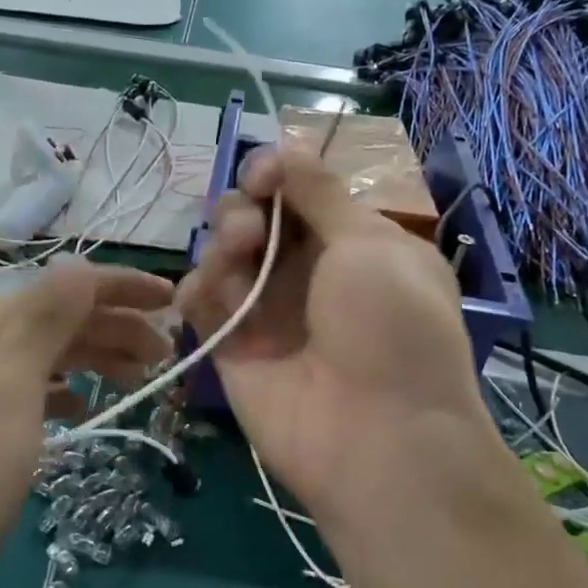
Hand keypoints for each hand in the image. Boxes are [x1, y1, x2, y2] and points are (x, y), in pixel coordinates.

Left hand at [0, 261, 172, 587]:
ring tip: (140, 377)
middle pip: (62, 319)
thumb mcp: (10, 382)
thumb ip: (47, 318)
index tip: (173, 301)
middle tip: (166, 353)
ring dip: (100, 356)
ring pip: (53, 355)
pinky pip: (38, 392)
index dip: (122, 287)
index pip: (65, 288)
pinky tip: (85, 409)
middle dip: (118, 326)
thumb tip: (80, 264)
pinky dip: (68, 391)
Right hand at [177, 147, 494, 526]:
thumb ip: (318, 192)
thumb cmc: (390, 327)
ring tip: (237, 257)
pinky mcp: (233, 346)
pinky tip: (206, 294)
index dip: (274, 174)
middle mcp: (308, 272)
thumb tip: (285, 151)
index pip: (299, 192)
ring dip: (222, 243)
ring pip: (223, 254)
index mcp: (352, 243)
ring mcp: (268, 311)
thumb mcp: (369, 244)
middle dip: (243, 209)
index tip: (261, 176)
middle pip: (254, 217)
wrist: (376, 437)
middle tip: (252, 231)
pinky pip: (201, 301)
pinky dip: (197, 288)